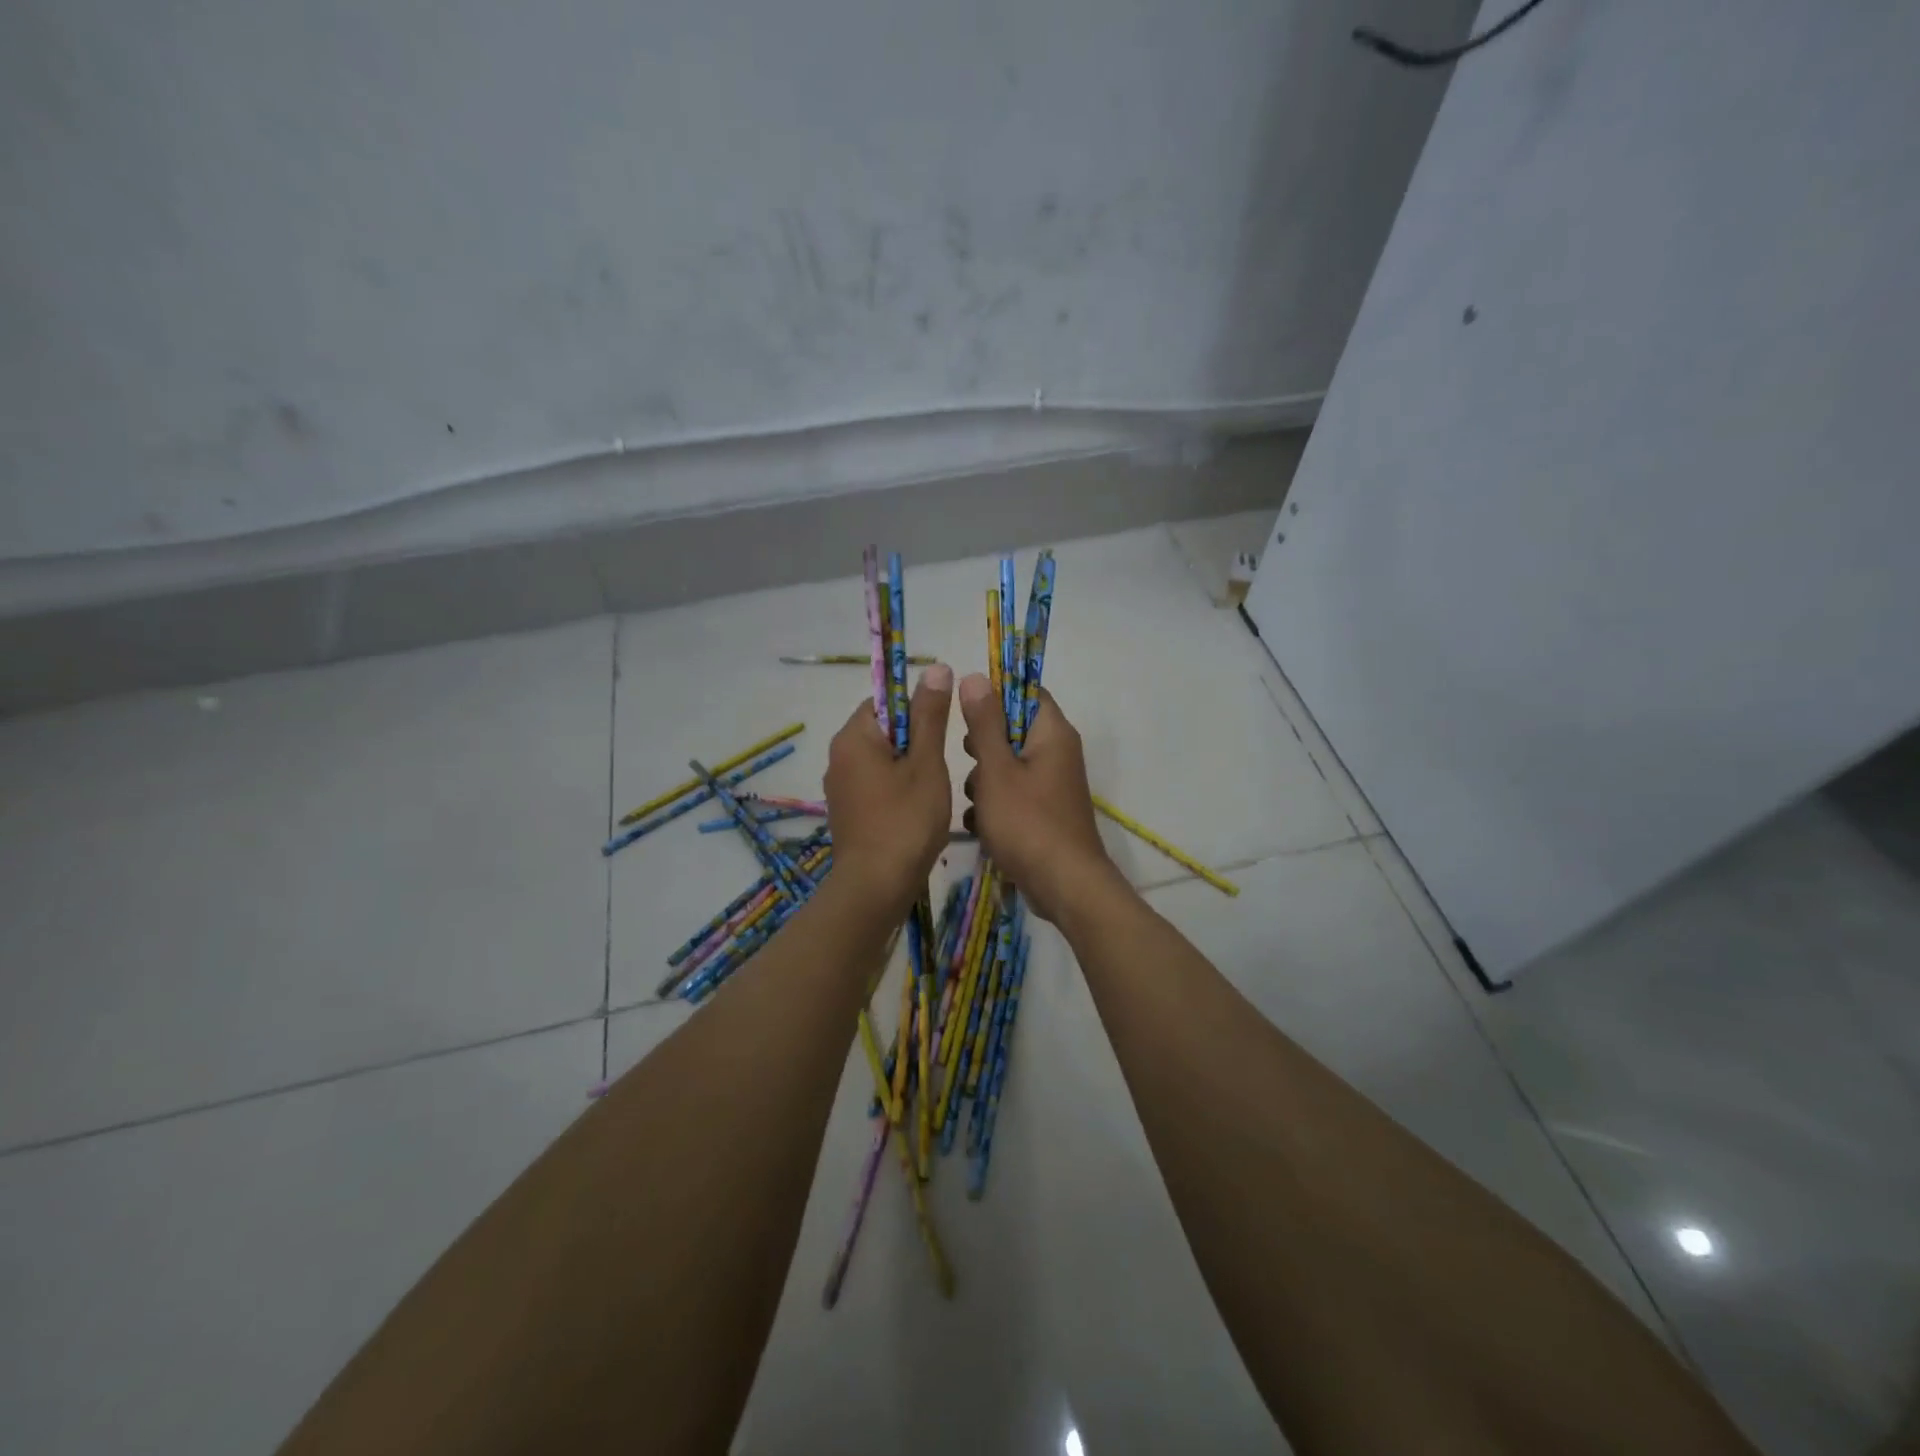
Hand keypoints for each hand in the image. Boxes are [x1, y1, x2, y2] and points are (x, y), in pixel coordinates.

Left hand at [823, 664, 955, 912]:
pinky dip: (897, 787)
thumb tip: (936, 668)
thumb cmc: (906, 821)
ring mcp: (840, 785)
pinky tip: (917, 809)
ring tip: (934, 788)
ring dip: (910, 766)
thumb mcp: (927, 763)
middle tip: (942, 763)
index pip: (885, 700)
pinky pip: (875, 783)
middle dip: (916, 740)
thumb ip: (930, 715)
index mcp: (853, 737)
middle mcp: (839, 756)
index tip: (942, 731)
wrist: (875, 887)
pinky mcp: (847, 810)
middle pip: (884, 729)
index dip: (917, 709)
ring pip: (882, 758)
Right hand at [958, 674, 1117, 922]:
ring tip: (980, 806)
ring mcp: (1052, 785)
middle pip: (1011, 731)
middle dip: (982, 748)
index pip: (1025, 693)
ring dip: (985, 783)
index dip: (994, 697)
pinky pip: (1013, 796)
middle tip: (971, 763)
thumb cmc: (1028, 822)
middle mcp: (1057, 753)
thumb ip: (984, 723)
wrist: (1064, 886)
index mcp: (1052, 733)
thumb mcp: (996, 769)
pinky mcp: (1044, 813)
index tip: (966, 715)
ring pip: (1007, 767)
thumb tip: (976, 677)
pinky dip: (996, 808)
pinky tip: (983, 827)